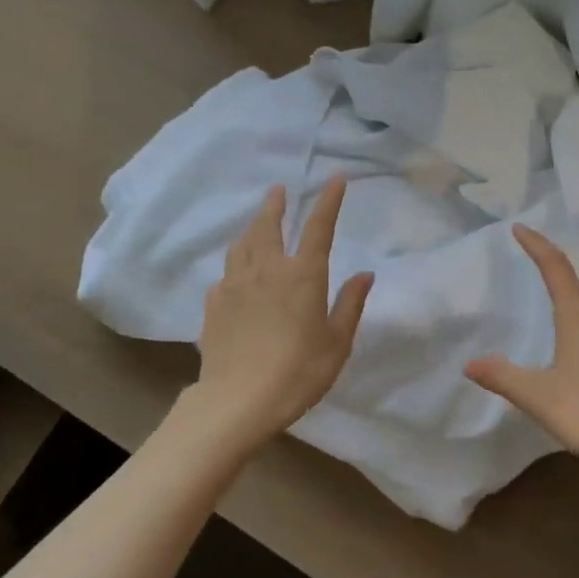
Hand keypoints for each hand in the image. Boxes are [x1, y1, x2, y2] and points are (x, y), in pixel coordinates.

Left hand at [194, 179, 373, 447]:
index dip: (328, 200)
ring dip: (251, 228)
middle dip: (275, 205)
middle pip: (268, 226)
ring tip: (256, 224)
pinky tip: (238, 276)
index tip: (335, 178)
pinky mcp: (214, 304)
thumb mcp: (337, 342)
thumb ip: (350, 304)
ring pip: (242, 245)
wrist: (238, 400)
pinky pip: (227, 274)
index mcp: (302, 275)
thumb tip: (364, 274)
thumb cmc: (298, 371)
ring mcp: (235, 284)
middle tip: (278, 190)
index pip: (318, 227)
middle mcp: (266, 269)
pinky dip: (236, 265)